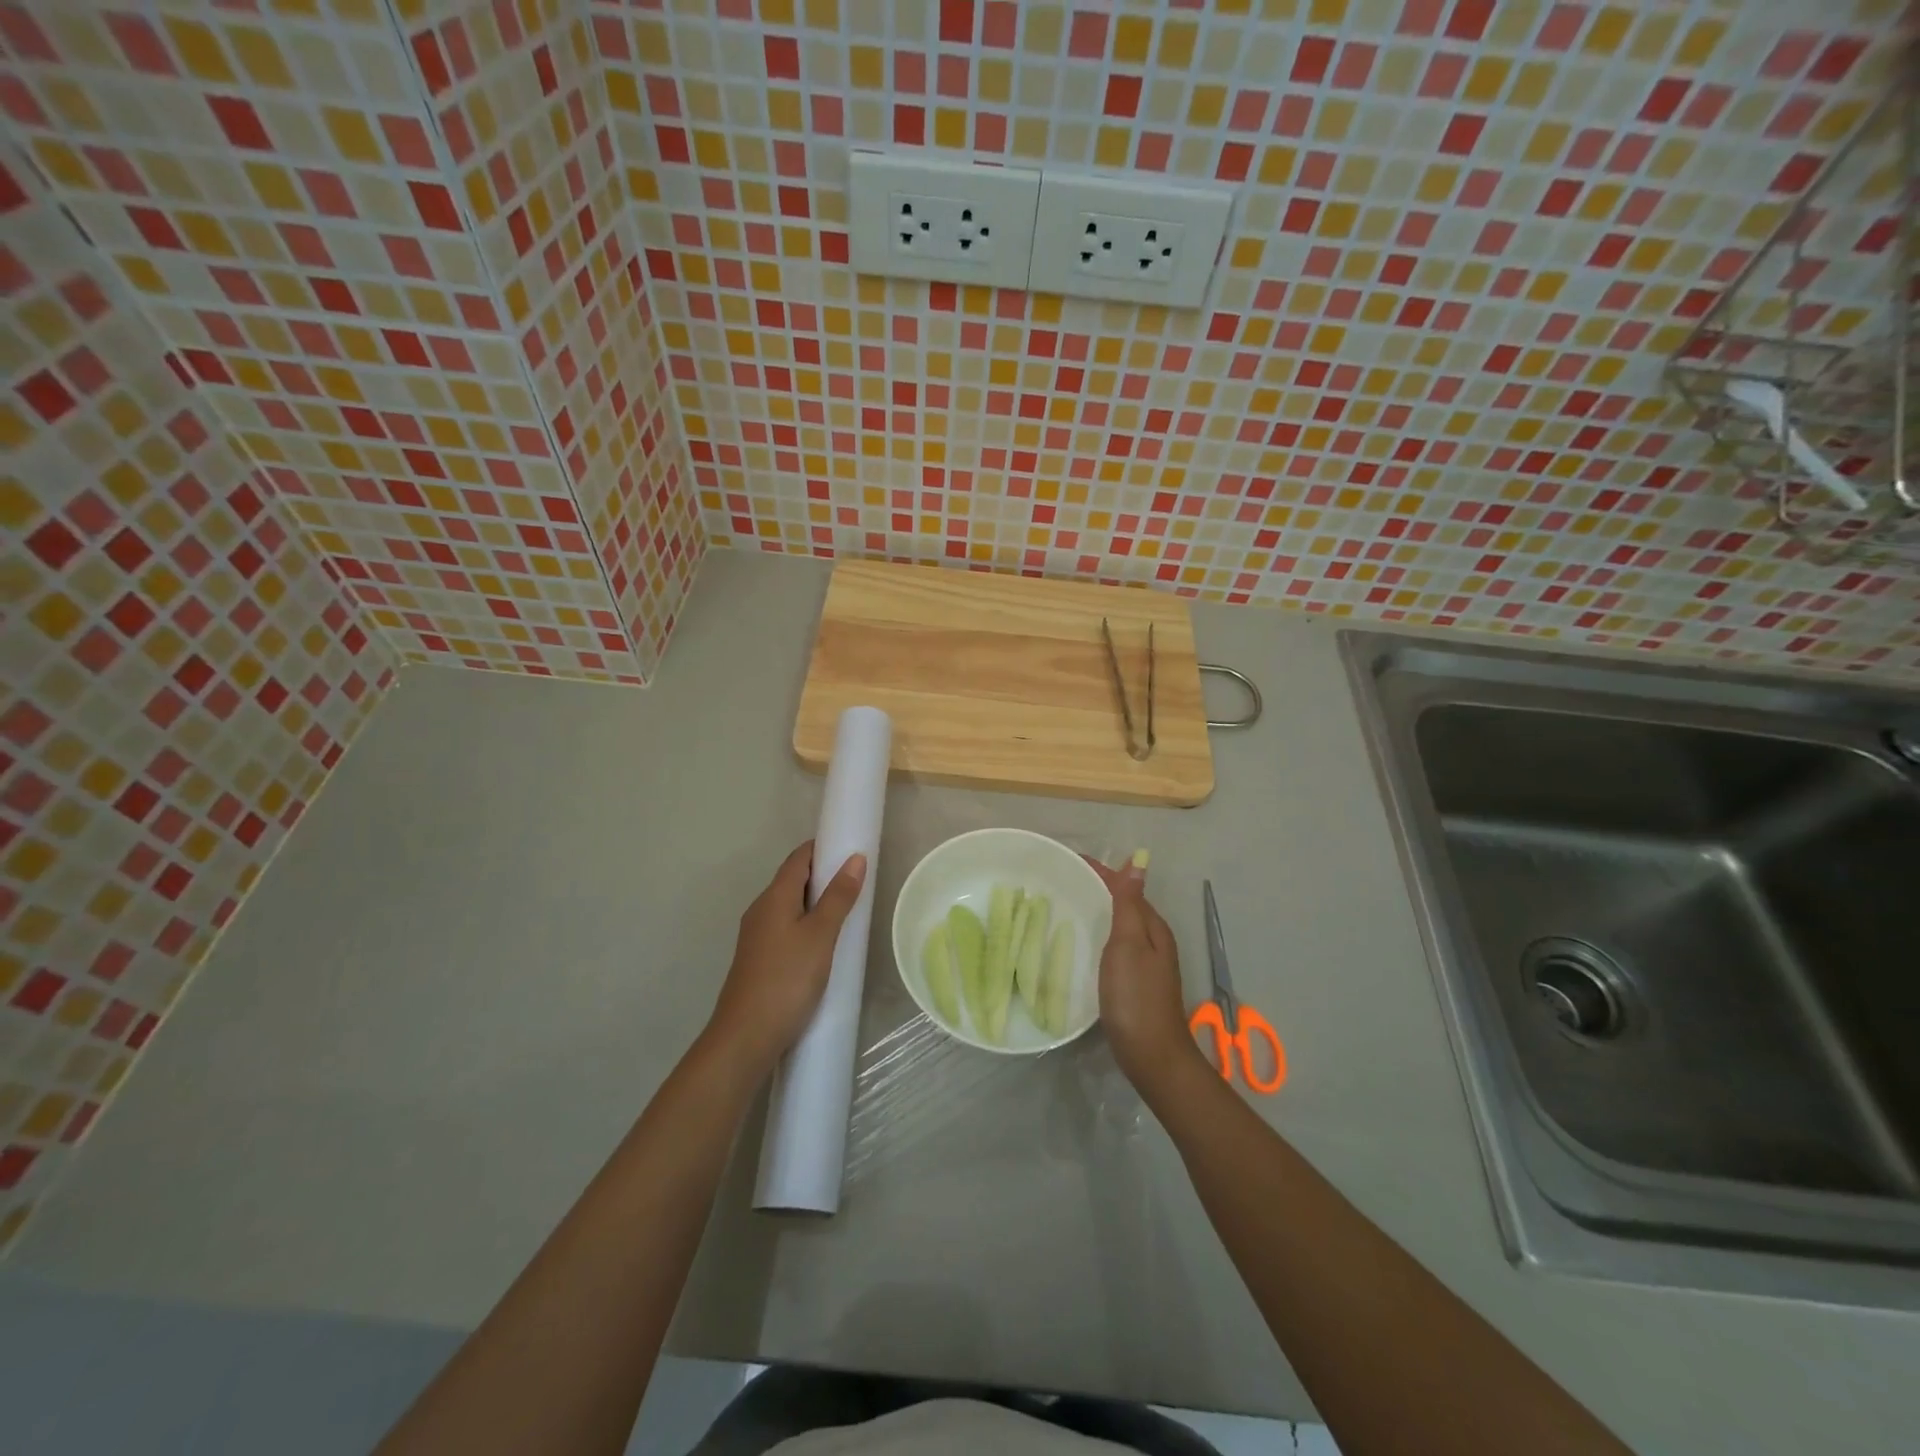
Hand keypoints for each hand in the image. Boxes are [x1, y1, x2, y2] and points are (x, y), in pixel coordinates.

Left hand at [707, 840, 867, 1075]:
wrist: (745, 1037)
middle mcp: (761, 910)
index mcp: (774, 897)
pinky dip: (807, 925)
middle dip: (824, 875)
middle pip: (793, 880)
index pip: (799, 858)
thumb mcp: (821, 936)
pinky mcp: (759, 960)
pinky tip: (824, 944)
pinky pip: (786, 928)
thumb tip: (855, 858)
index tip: (852, 849)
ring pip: (790, 906)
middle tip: (858, 883)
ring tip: (847, 912)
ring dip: (816, 902)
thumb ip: (839, 897)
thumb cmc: (787, 980)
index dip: (823, 848)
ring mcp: (757, 936)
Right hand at [1087, 857, 1200, 1088]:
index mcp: (1152, 927)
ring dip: (1098, 912)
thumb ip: (1130, 904)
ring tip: (1066, 905)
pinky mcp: (1135, 983)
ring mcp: (1146, 964)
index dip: (1100, 871)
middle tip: (1060, 880)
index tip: (1068, 860)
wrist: (1151, 1054)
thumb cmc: (1136, 996)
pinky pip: (1115, 947)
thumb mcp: (1129, 944)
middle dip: (1097, 888)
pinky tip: (1083, 944)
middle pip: (1124, 904)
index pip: (1126, 887)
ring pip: (1120, 926)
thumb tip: (1138, 862)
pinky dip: (1099, 936)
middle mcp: (1153, 940)